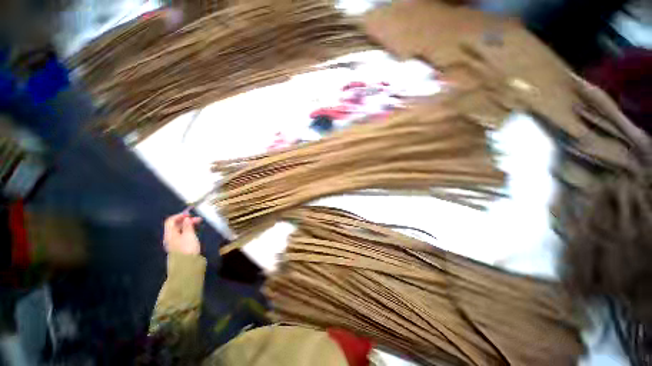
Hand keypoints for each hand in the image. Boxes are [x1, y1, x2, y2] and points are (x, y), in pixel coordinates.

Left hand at [163, 212, 201, 254]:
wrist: (187, 265)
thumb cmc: (188, 248)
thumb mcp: (189, 235)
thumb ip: (188, 226)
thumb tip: (186, 219)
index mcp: (169, 234)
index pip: (170, 221)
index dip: (180, 215)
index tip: (190, 213)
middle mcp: (170, 238)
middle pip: (175, 226)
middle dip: (186, 220)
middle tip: (198, 219)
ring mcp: (174, 243)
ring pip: (179, 230)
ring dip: (188, 226)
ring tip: (198, 224)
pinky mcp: (180, 247)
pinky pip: (182, 235)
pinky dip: (188, 231)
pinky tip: (195, 232)